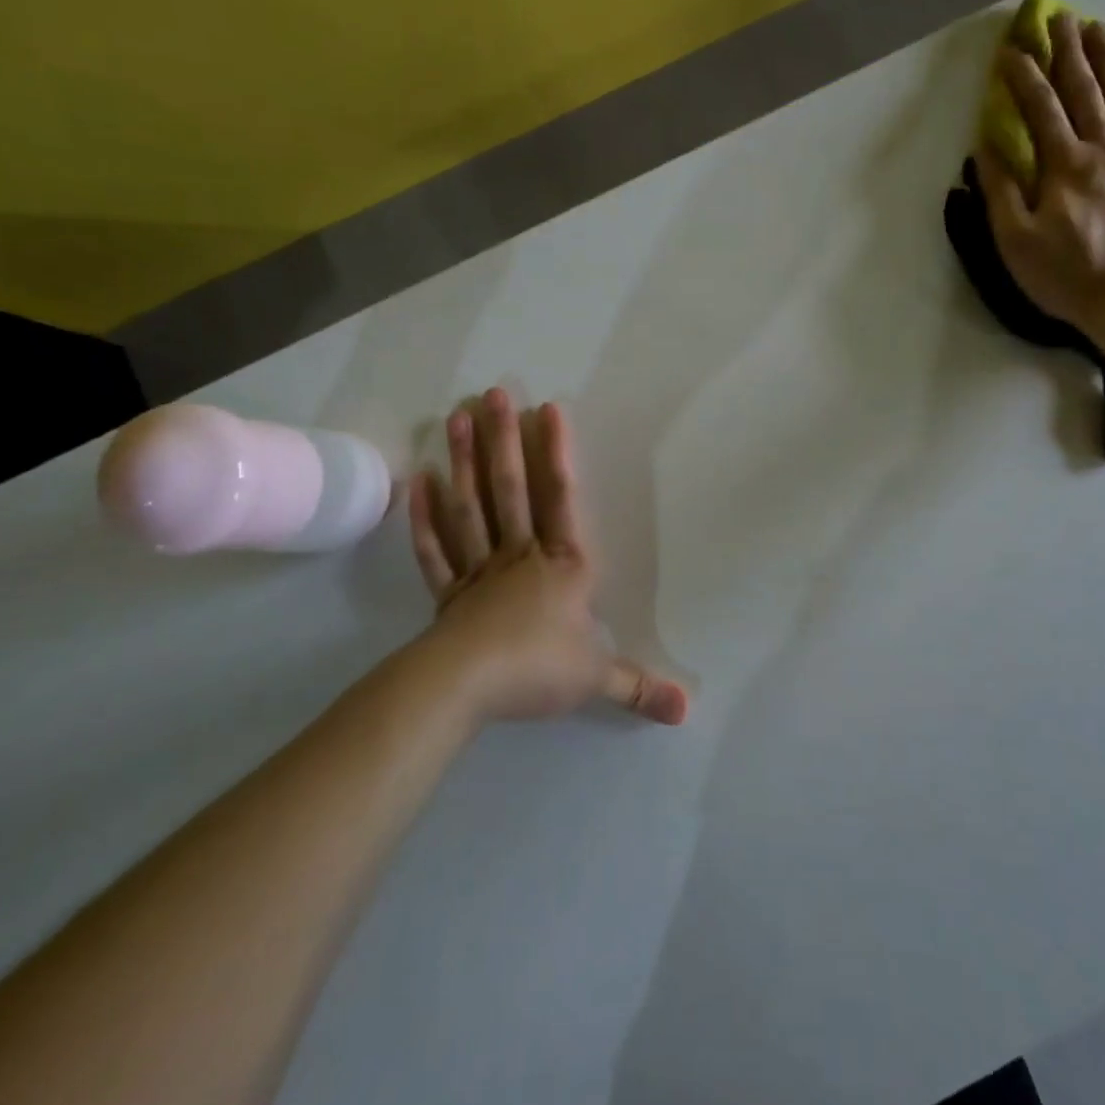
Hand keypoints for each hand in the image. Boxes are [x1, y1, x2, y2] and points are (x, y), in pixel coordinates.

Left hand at [407, 388, 687, 725]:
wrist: (465, 688)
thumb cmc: (537, 669)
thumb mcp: (596, 678)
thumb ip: (638, 687)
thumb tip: (687, 712)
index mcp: (561, 566)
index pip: (561, 499)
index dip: (556, 453)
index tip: (546, 408)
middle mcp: (520, 555)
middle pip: (510, 489)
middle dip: (503, 440)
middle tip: (491, 393)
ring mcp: (479, 570)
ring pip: (470, 506)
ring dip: (463, 461)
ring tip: (455, 417)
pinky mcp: (447, 592)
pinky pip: (435, 548)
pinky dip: (424, 515)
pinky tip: (418, 480)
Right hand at [975, 12, 1104, 335]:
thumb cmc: (1069, 276)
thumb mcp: (1017, 241)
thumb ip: (1002, 192)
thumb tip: (986, 148)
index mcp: (1065, 165)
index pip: (1040, 108)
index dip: (1023, 77)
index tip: (1011, 49)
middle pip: (1084, 91)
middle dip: (1069, 53)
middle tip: (1061, 18)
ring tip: (1100, 29)